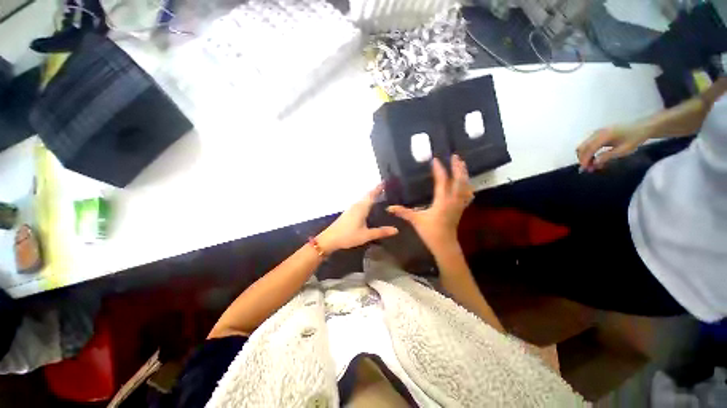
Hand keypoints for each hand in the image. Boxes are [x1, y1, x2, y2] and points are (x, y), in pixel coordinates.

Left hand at [317, 184, 398, 253]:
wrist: (329, 239)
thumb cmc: (348, 236)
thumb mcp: (366, 235)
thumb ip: (381, 232)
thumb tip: (396, 230)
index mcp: (361, 207)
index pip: (372, 194)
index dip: (378, 188)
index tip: (385, 181)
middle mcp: (356, 205)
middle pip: (368, 195)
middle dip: (376, 190)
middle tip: (386, 187)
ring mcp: (351, 208)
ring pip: (363, 199)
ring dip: (371, 195)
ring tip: (381, 195)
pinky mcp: (349, 212)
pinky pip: (360, 203)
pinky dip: (367, 201)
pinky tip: (370, 206)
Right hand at [387, 155, 472, 254]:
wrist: (445, 245)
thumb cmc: (430, 232)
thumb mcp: (415, 220)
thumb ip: (403, 212)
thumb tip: (389, 208)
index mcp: (442, 201)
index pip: (442, 181)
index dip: (439, 170)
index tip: (435, 160)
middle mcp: (453, 200)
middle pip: (459, 180)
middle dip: (457, 167)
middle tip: (455, 156)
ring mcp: (459, 204)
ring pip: (465, 186)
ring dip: (464, 174)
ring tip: (462, 164)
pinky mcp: (461, 208)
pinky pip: (467, 194)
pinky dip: (467, 186)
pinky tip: (467, 183)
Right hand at [577, 125, 651, 171]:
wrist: (642, 127)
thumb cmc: (634, 139)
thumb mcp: (623, 150)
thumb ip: (607, 156)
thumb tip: (594, 163)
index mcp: (603, 136)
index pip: (588, 150)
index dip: (585, 160)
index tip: (585, 170)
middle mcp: (596, 133)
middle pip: (582, 147)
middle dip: (582, 159)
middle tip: (588, 168)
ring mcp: (596, 132)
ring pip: (583, 146)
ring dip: (585, 156)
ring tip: (592, 164)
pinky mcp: (598, 134)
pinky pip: (588, 144)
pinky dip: (588, 152)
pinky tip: (595, 158)